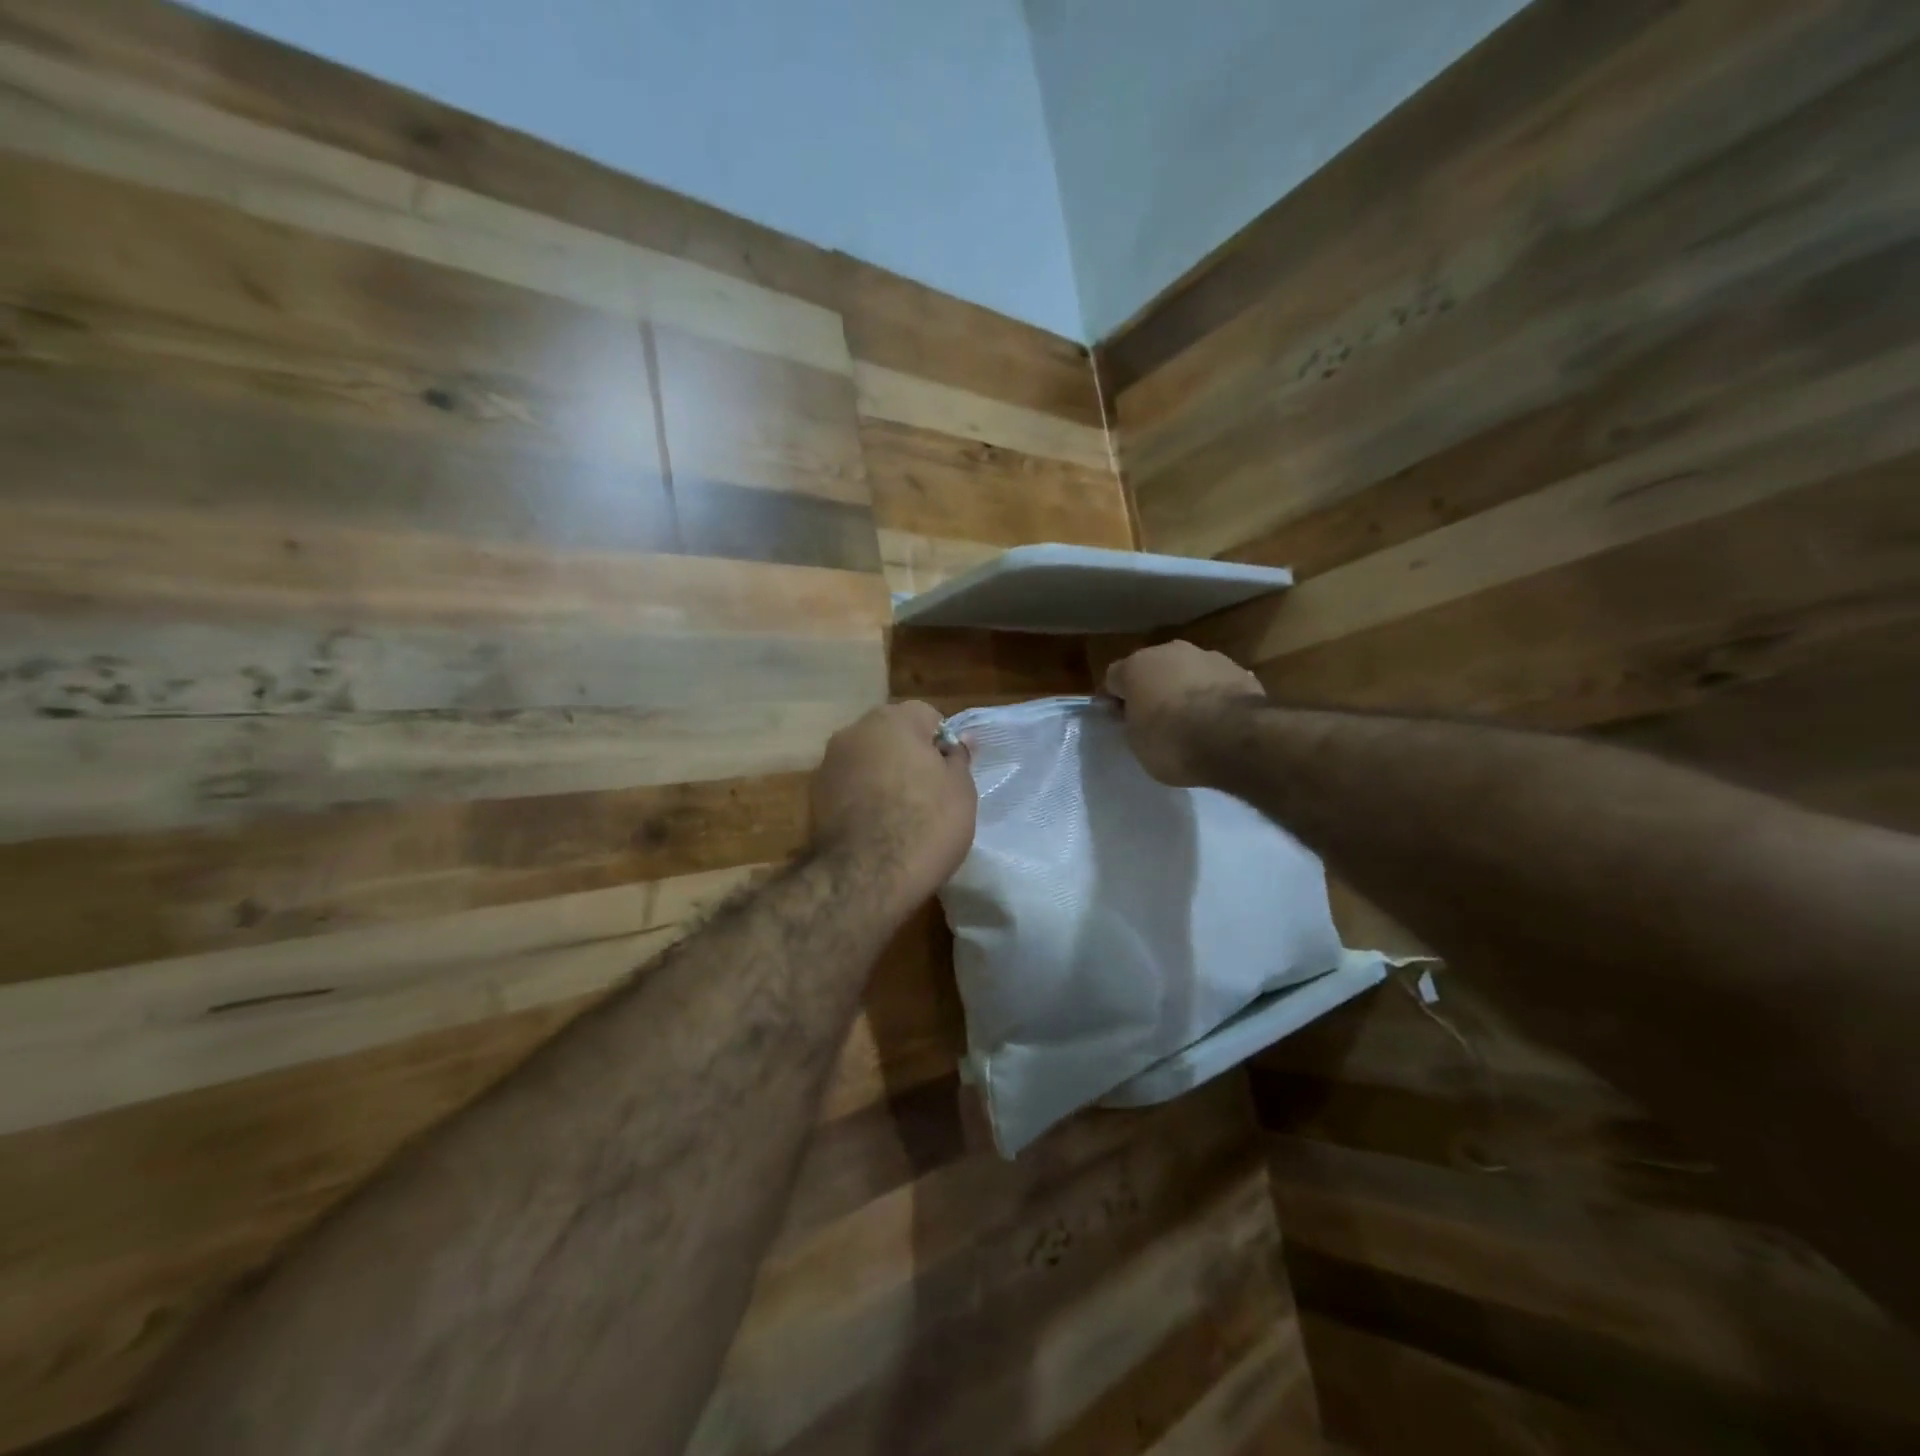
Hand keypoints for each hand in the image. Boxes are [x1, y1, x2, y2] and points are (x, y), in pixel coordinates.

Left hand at [810, 701, 976, 912]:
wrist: (865, 877)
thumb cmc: (925, 824)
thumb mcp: (961, 790)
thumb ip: (958, 758)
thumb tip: (959, 741)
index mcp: (892, 719)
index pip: (927, 716)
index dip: (942, 744)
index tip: (949, 776)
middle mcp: (854, 731)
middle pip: (892, 735)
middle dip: (909, 756)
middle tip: (929, 795)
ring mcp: (828, 763)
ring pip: (867, 760)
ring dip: (882, 776)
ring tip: (900, 815)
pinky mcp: (813, 796)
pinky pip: (849, 786)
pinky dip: (862, 798)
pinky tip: (875, 828)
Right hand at [1103, 641, 1263, 786]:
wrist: (1234, 738)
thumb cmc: (1171, 740)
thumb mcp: (1136, 741)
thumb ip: (1132, 721)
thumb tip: (1137, 714)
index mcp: (1136, 666)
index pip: (1113, 678)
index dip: (1114, 699)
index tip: (1120, 720)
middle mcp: (1169, 651)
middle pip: (1152, 668)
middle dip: (1151, 688)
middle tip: (1155, 718)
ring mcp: (1207, 656)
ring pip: (1186, 671)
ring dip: (1184, 689)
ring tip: (1192, 720)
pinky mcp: (1239, 670)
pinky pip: (1215, 683)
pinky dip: (1212, 696)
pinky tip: (1218, 720)